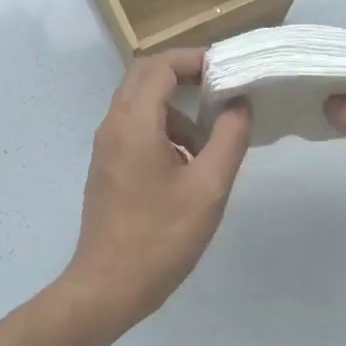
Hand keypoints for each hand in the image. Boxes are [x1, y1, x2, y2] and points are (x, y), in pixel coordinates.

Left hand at [58, 50, 251, 334]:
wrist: (108, 286)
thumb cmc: (161, 236)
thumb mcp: (209, 187)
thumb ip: (229, 138)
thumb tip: (239, 104)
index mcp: (134, 122)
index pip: (160, 66)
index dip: (194, 59)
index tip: (227, 70)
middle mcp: (113, 125)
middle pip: (145, 77)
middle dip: (184, 75)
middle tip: (222, 89)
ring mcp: (106, 148)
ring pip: (140, 104)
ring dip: (175, 107)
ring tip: (211, 139)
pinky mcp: (108, 168)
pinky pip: (135, 129)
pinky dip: (164, 129)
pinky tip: (188, 165)